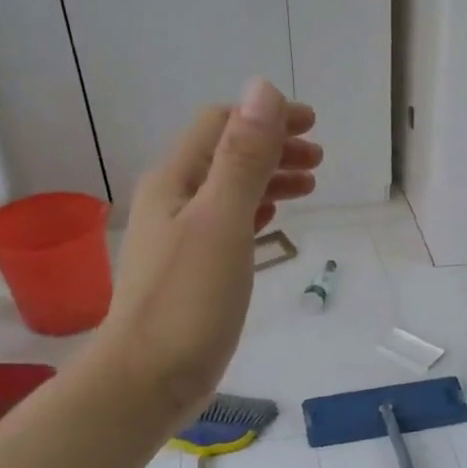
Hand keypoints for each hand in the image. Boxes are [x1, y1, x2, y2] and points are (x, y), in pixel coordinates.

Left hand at [96, 79, 319, 428]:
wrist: (148, 379)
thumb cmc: (188, 300)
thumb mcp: (222, 222)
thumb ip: (243, 158)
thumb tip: (261, 88)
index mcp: (175, 181)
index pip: (220, 125)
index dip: (266, 117)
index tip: (312, 126)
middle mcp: (173, 202)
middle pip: (225, 156)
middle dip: (273, 148)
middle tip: (318, 159)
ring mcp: (180, 239)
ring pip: (229, 192)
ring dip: (268, 180)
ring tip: (309, 186)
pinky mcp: (191, 272)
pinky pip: (227, 225)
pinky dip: (254, 212)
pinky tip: (271, 220)